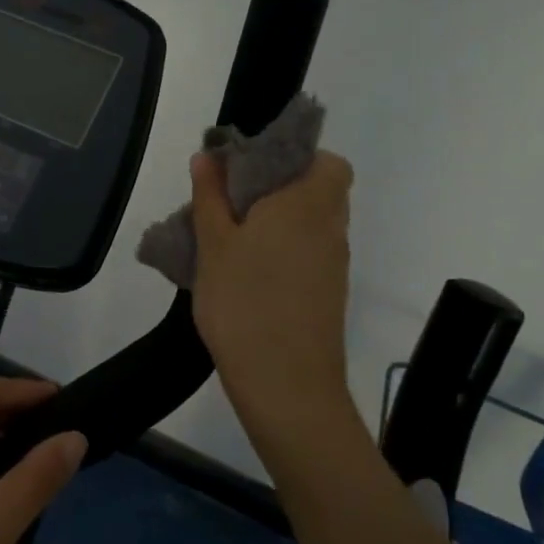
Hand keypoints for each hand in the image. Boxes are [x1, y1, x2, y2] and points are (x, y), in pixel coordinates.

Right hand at [190, 150, 356, 449]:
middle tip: (233, 201)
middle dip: (279, 188)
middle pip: (319, 191)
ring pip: (313, 224)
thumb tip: (208, 156)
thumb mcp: (213, 244)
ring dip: (280, 221)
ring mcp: (334, 265)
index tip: (255, 169)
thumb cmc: (244, 303)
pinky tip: (247, 273)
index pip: (330, 162)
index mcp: (307, 205)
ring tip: (231, 238)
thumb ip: (210, 195)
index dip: (298, 158)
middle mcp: (330, 229)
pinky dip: (285, 251)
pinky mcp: (329, 295)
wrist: (286, 387)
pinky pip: (310, 254)